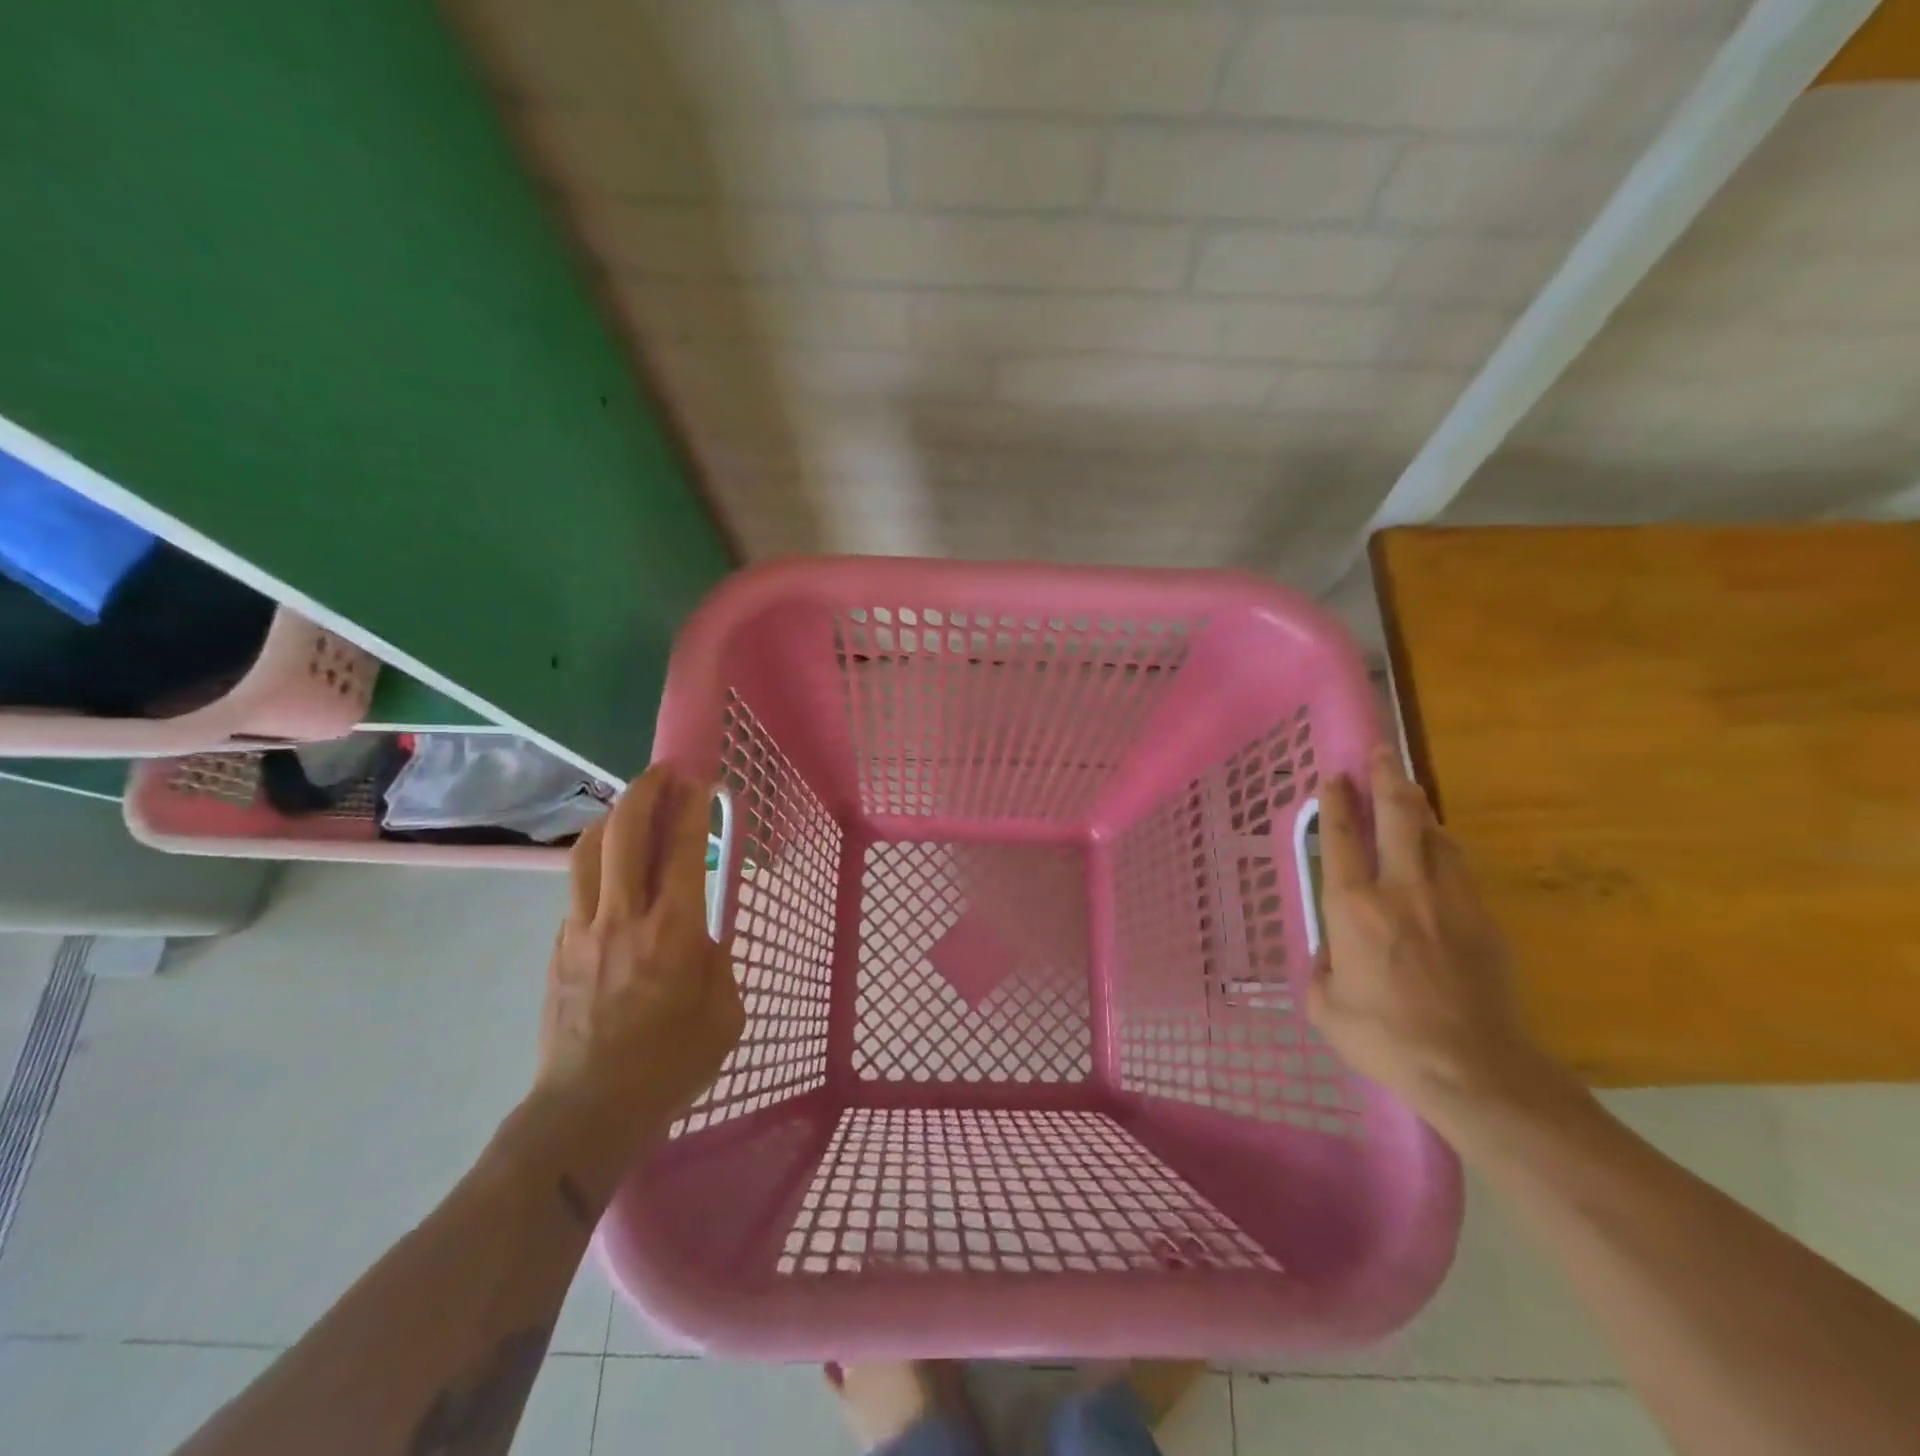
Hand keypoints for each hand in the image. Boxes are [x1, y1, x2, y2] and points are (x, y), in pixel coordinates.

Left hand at [536, 765, 743, 1135]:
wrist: (587, 1111)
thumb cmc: (670, 1065)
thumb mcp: (725, 1015)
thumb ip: (718, 963)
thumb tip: (701, 936)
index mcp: (674, 931)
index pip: (682, 847)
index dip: (690, 805)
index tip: (698, 778)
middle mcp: (625, 917)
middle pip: (625, 832)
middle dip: (646, 791)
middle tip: (663, 773)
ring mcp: (583, 929)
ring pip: (590, 851)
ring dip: (614, 818)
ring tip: (632, 807)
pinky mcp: (559, 947)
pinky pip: (578, 888)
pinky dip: (598, 863)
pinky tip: (613, 871)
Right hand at [1309, 746, 1560, 1126]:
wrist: (1475, 1070)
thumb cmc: (1385, 1039)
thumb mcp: (1325, 1006)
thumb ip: (1322, 967)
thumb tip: (1333, 950)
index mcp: (1352, 909)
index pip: (1340, 840)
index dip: (1335, 804)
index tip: (1333, 777)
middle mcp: (1400, 891)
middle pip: (1396, 817)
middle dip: (1385, 778)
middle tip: (1379, 751)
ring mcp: (1449, 901)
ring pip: (1434, 836)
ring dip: (1417, 809)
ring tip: (1407, 792)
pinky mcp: (1484, 920)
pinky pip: (1459, 867)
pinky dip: (1442, 847)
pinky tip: (1437, 847)